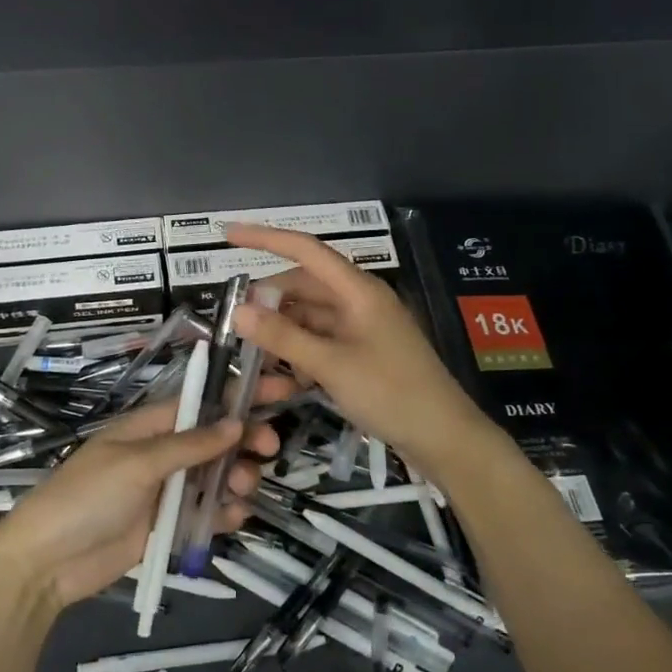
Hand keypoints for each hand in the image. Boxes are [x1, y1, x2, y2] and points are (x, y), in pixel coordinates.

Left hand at [0, 378, 288, 610]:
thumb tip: (235, 424)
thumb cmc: (86, 498)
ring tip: (241, 490)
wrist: (46, 564)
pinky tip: (232, 518)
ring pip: (216, 477)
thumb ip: (188, 445)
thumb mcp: (136, 464)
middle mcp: (162, 454)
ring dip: (237, 478)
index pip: (202, 402)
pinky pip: (206, 514)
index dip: (239, 394)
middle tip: (269, 450)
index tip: (281, 389)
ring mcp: (166, 491)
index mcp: (149, 427)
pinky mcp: (168, 527)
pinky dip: (224, 513)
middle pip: (216, 439)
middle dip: (245, 440)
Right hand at [226, 222, 491, 476]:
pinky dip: (301, 351)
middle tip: (235, 323)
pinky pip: (322, 340)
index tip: (228, 234)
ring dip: (283, 330)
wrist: (444, 437)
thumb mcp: (331, 365)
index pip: (306, 250)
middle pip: (305, 286)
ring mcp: (362, 328)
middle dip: (270, 300)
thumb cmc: (391, 393)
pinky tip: (285, 375)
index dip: (266, 238)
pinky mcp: (363, 353)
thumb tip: (238, 310)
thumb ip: (283, 337)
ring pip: (310, 316)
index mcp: (358, 290)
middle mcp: (360, 301)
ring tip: (253, 354)